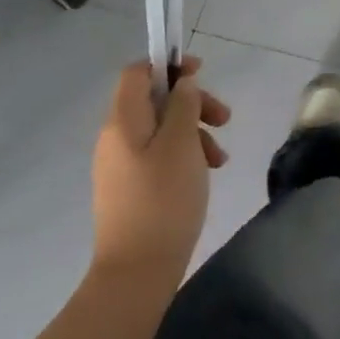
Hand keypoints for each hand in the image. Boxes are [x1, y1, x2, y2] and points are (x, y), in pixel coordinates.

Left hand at [89, 56, 229, 287]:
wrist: (136, 273)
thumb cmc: (162, 199)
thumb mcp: (182, 143)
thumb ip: (184, 104)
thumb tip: (182, 83)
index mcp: (122, 121)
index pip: (137, 72)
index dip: (168, 64)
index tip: (200, 74)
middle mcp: (116, 138)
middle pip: (155, 100)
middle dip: (192, 102)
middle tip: (223, 118)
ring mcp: (121, 165)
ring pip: (162, 129)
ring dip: (194, 131)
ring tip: (220, 156)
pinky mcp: (130, 189)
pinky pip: (159, 155)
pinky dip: (184, 154)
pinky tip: (207, 172)